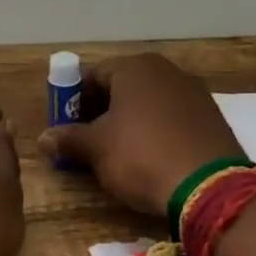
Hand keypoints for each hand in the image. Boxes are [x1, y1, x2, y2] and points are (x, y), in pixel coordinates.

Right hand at [37, 53, 242, 216]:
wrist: (208, 187)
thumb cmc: (141, 156)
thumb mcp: (97, 149)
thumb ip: (68, 139)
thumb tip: (43, 139)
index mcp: (135, 68)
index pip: (93, 75)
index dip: (74, 101)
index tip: (66, 128)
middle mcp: (166, 70)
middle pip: (123, 87)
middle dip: (102, 111)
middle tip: (89, 142)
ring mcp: (194, 92)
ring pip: (149, 103)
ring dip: (130, 122)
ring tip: (119, 153)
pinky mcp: (212, 118)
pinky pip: (173, 118)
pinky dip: (157, 132)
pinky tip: (152, 157)